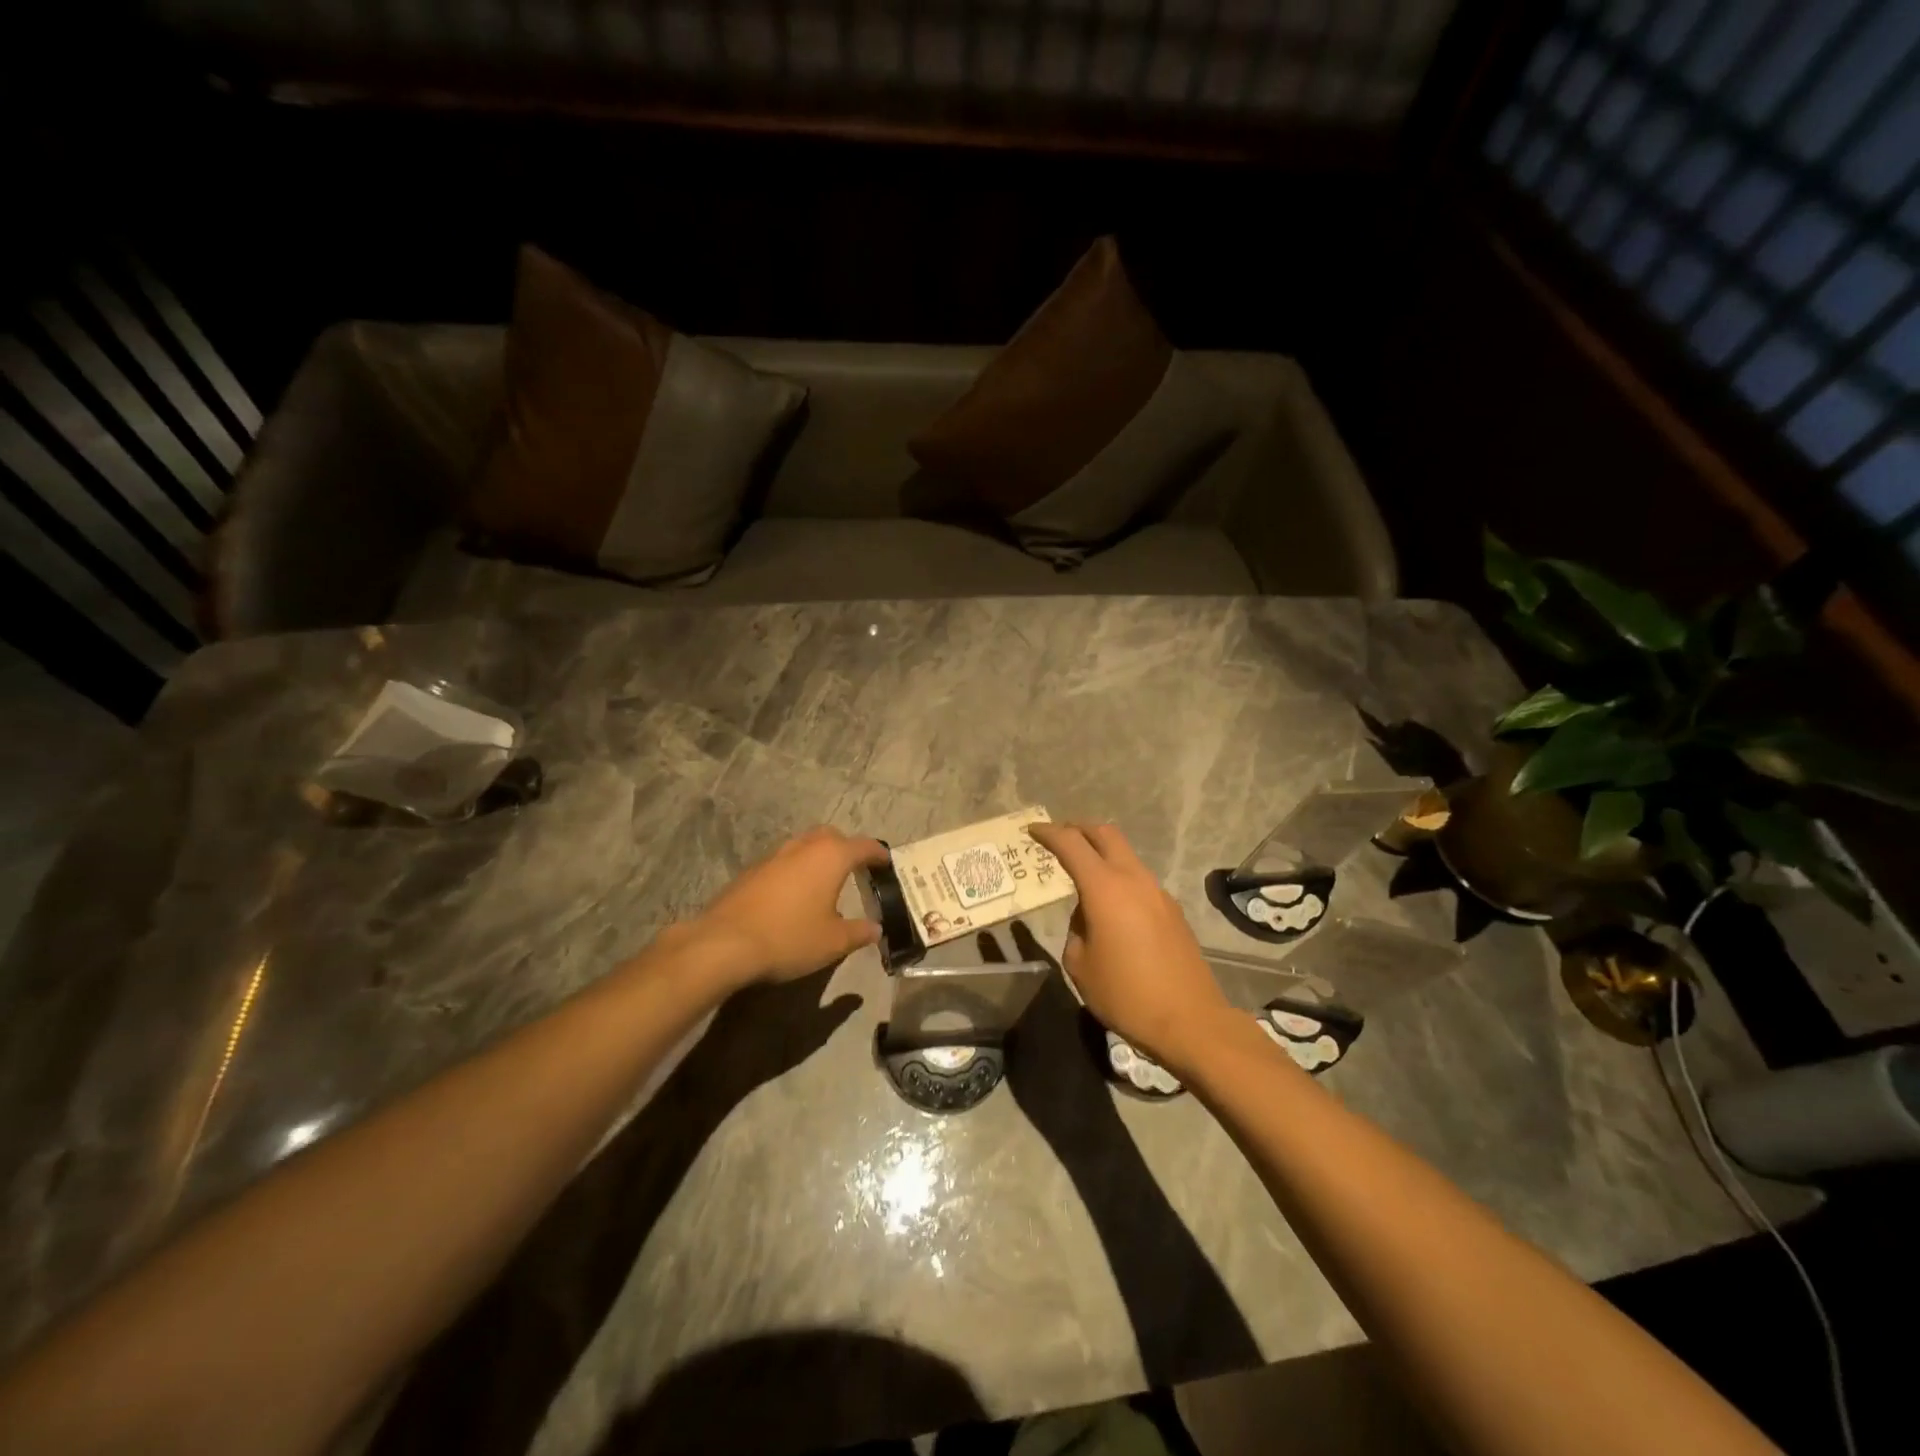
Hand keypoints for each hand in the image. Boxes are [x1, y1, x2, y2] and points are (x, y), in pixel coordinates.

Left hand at [688, 826, 888, 987]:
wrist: (724, 944)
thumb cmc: (789, 937)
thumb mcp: (833, 942)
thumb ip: (859, 932)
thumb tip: (876, 928)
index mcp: (830, 857)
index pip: (864, 846)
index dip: (878, 854)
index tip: (887, 862)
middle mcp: (803, 847)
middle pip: (831, 836)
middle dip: (846, 848)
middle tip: (855, 868)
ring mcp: (773, 856)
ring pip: (803, 845)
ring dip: (817, 857)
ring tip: (824, 881)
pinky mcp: (751, 871)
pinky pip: (783, 862)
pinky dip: (795, 871)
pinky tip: (793, 896)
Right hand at [1027, 822, 1233, 1071]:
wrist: (1190, 1021)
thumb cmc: (1125, 994)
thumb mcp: (1080, 965)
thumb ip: (1076, 929)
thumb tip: (1087, 916)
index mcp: (1105, 889)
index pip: (1071, 844)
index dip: (1049, 833)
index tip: (1032, 830)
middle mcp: (1133, 879)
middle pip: (1105, 834)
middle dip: (1079, 828)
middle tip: (1059, 835)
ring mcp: (1158, 892)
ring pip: (1125, 855)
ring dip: (1101, 853)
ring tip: (1081, 873)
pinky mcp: (1172, 910)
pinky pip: (1138, 880)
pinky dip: (1118, 877)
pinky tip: (1110, 905)